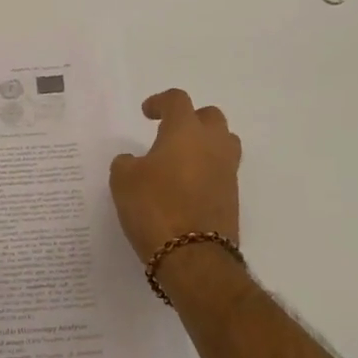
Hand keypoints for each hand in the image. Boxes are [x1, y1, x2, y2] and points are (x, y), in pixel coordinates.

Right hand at [109, 89, 241, 264]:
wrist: (194, 257)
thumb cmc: (155, 207)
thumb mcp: (123, 180)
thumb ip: (127, 162)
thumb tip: (134, 161)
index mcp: (185, 130)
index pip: (178, 100)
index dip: (161, 102)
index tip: (147, 113)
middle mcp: (212, 144)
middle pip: (210, 117)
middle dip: (191, 119)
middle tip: (171, 132)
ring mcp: (227, 171)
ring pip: (224, 142)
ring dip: (206, 144)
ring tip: (184, 158)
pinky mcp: (233, 198)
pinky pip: (223, 171)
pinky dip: (208, 171)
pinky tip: (188, 186)